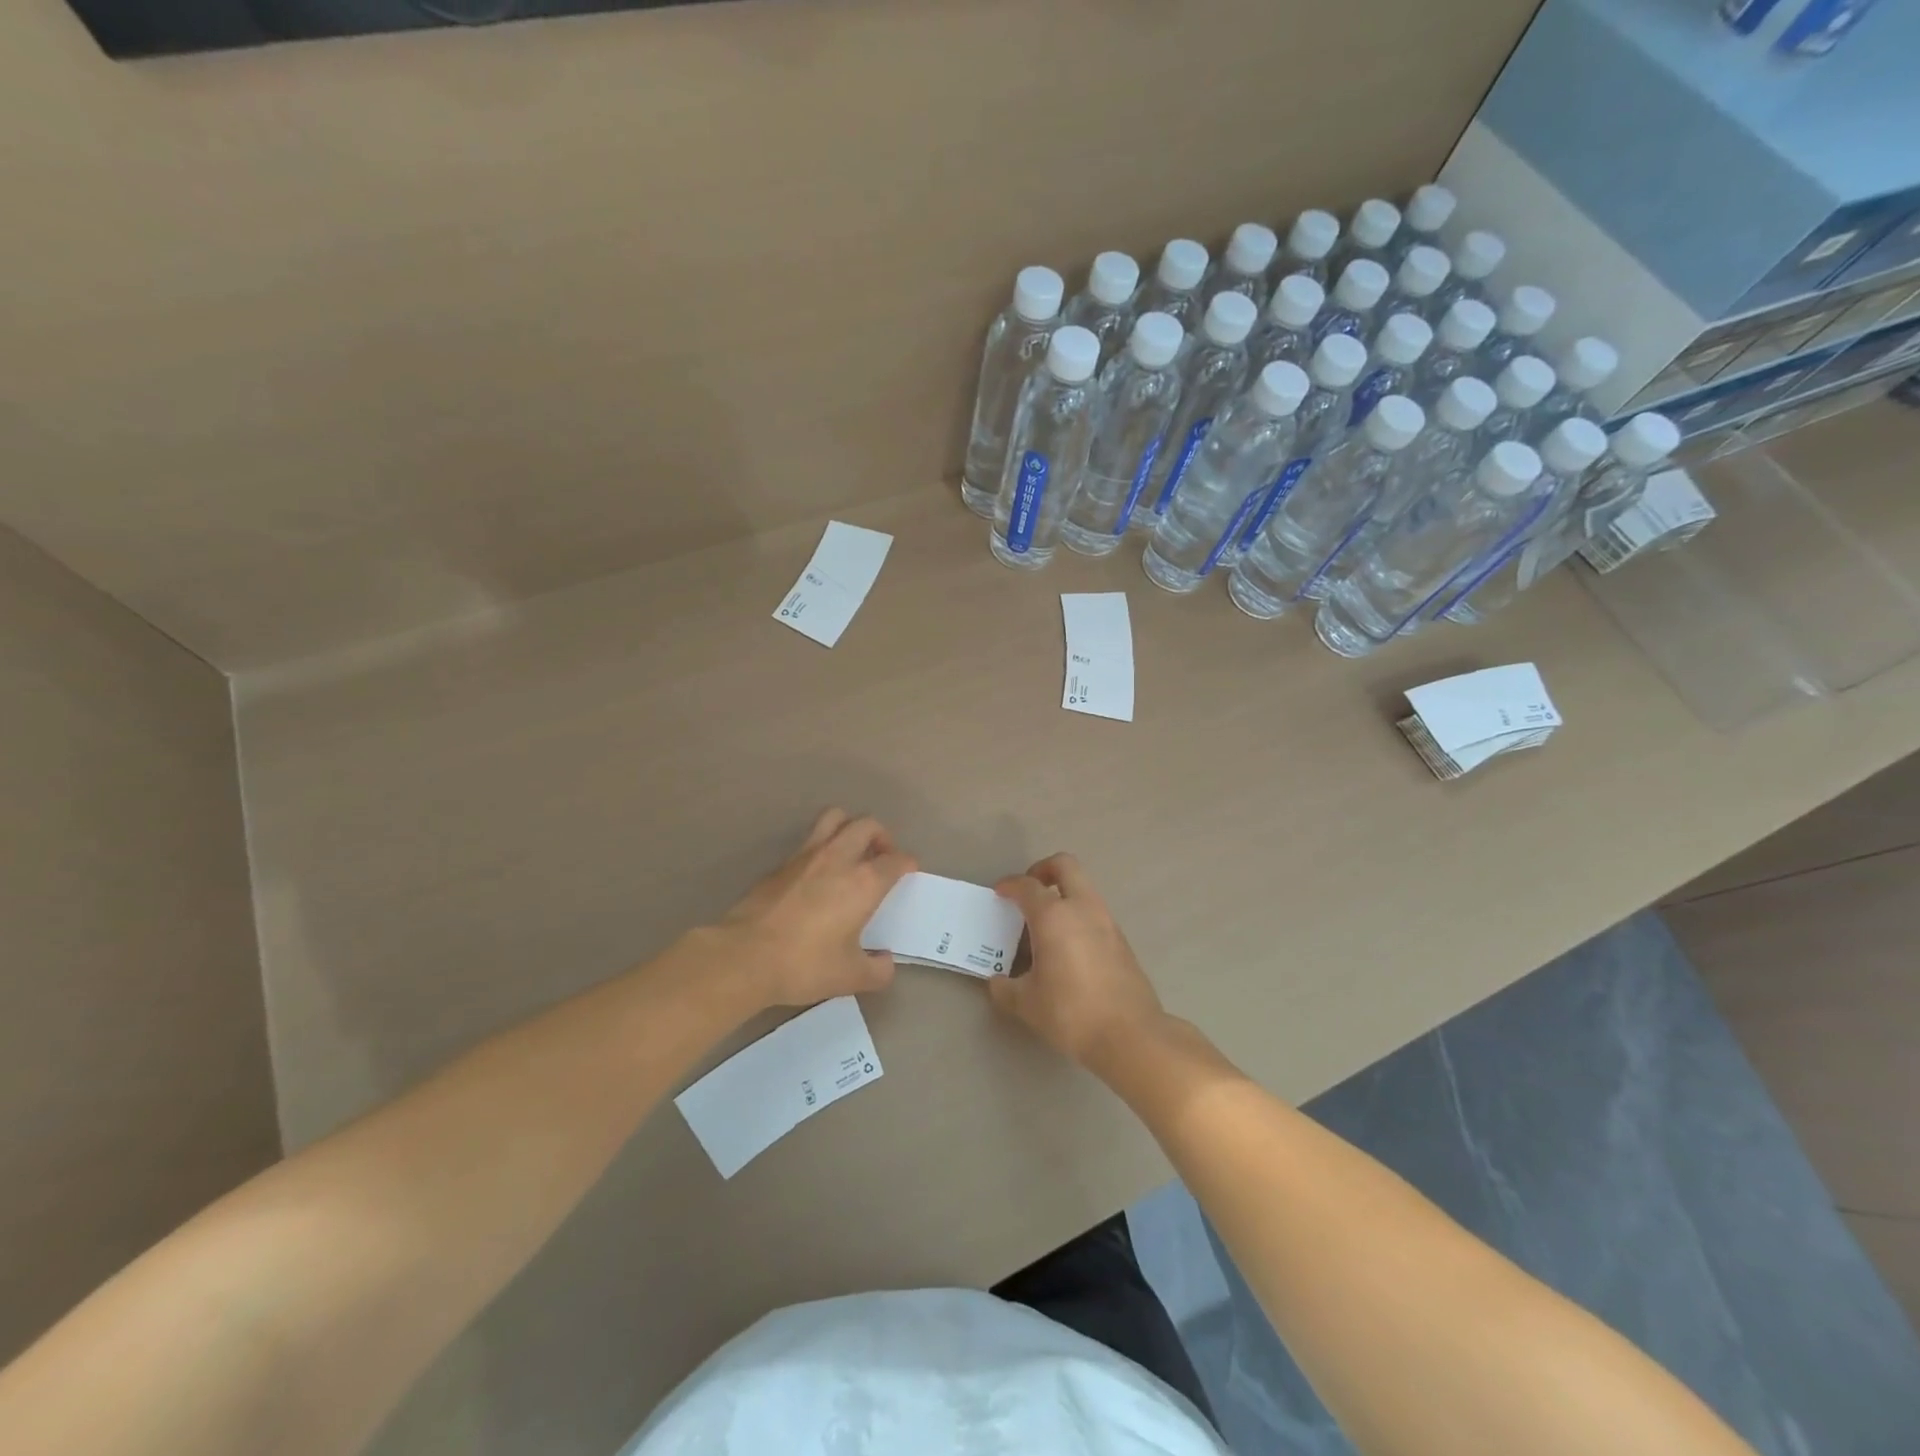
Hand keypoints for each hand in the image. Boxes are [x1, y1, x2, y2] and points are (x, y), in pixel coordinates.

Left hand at [719, 808, 915, 1007]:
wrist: (744, 957)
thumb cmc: (805, 964)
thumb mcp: (850, 977)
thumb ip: (877, 970)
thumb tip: (885, 962)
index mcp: (864, 882)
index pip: (896, 860)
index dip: (907, 864)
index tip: (908, 872)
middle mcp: (838, 858)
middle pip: (867, 825)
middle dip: (881, 836)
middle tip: (882, 857)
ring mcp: (806, 856)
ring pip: (835, 818)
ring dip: (849, 827)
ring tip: (852, 851)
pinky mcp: (780, 864)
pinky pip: (809, 841)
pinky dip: (822, 847)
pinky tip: (818, 874)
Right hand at [987, 853, 1165, 1070]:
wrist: (1130, 1035)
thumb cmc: (1070, 1012)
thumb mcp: (1027, 1004)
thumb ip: (1006, 988)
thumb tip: (998, 982)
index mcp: (1053, 916)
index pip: (1027, 886)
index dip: (1010, 885)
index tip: (1000, 893)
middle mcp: (1082, 908)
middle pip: (1065, 865)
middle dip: (1043, 869)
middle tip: (1029, 890)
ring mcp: (1107, 921)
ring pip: (1084, 888)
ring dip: (1063, 894)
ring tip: (1046, 923)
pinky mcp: (1121, 939)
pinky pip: (1094, 912)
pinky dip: (1078, 915)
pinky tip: (1068, 946)